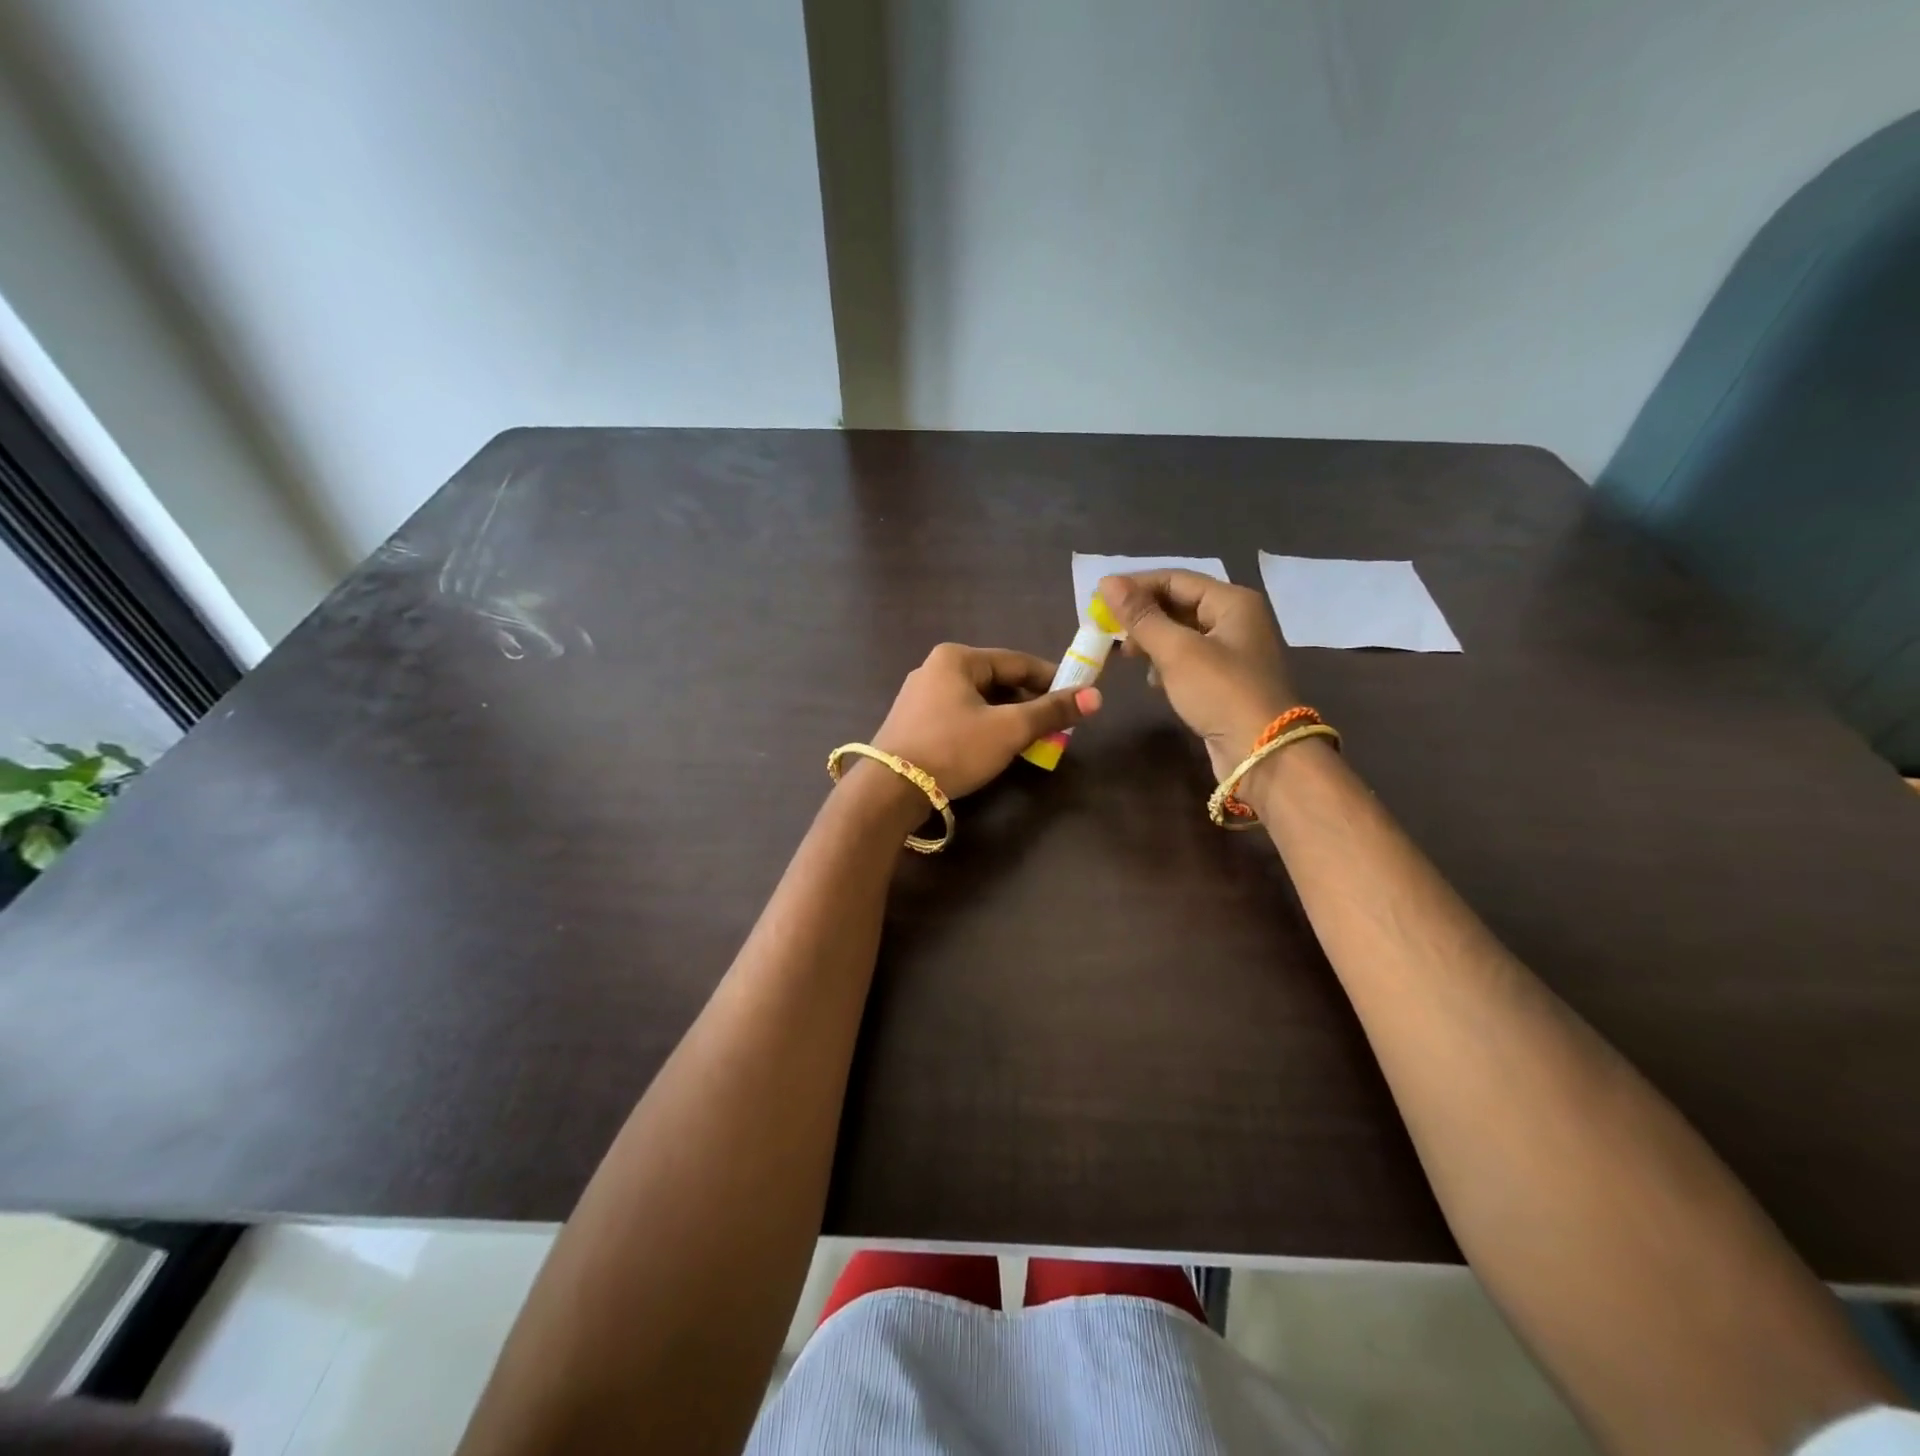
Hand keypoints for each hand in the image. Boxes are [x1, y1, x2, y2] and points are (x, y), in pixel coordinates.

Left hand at [869, 643, 1101, 799]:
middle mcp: (935, 668)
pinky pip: (960, 716)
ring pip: (979, 700)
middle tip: (1056, 726)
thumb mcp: (1008, 729)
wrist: (890, 789)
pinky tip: (996, 747)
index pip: (1018, 661)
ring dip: (1007, 717)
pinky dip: (984, 727)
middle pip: (997, 680)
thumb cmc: (953, 749)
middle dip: (1029, 702)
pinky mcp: (913, 722)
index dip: (1052, 679)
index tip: (1077, 698)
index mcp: (957, 658)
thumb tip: (1096, 697)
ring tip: (1031, 739)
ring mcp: (920, 696)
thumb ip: (1051, 712)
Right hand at [1098, 571, 1297, 780]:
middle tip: (1107, 631)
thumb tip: (1107, 582)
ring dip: (1151, 641)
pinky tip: (1151, 681)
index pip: (1175, 579)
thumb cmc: (1220, 692)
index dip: (1135, 585)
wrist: (1261, 753)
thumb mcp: (1176, 650)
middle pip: (1179, 604)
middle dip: (1142, 616)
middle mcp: (1236, 619)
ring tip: (1127, 656)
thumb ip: (1140, 616)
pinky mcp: (1225, 680)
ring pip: (1181, 634)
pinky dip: (1166, 665)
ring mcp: (1233, 651)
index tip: (1098, 600)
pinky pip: (1188, 660)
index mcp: (1232, 601)